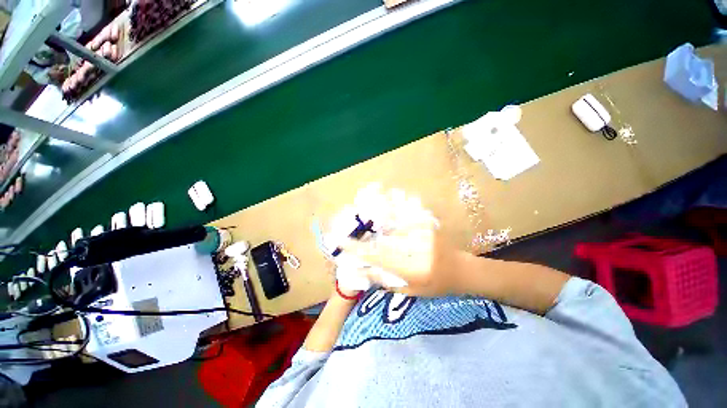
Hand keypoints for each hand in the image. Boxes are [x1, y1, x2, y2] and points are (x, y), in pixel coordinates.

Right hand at [341, 218, 468, 296]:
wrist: (460, 269)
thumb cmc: (434, 285)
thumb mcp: (410, 291)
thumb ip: (384, 280)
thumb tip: (360, 271)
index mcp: (414, 270)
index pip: (379, 257)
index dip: (357, 249)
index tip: (340, 242)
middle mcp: (417, 249)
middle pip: (382, 242)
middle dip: (365, 241)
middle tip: (349, 237)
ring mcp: (423, 233)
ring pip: (390, 230)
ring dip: (378, 232)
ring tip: (370, 232)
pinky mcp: (426, 223)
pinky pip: (401, 221)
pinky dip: (391, 222)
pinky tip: (388, 222)